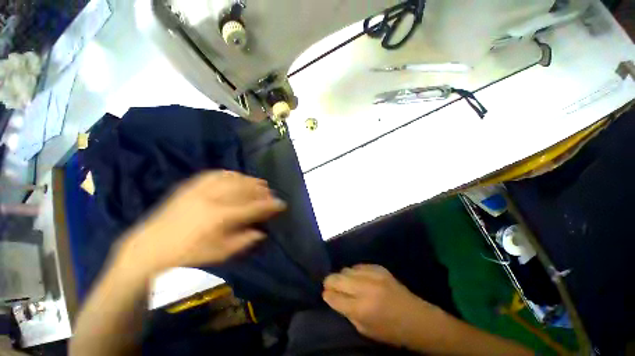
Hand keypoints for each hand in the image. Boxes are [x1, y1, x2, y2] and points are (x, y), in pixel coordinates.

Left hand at [118, 170, 285, 274]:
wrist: (148, 250)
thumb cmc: (185, 258)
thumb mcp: (218, 255)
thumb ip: (243, 241)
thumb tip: (261, 231)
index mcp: (221, 217)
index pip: (254, 207)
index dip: (271, 205)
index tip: (282, 204)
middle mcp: (213, 199)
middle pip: (246, 189)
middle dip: (262, 190)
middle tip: (271, 193)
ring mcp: (200, 190)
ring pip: (233, 179)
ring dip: (250, 180)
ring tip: (259, 183)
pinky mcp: (190, 186)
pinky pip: (215, 174)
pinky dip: (230, 174)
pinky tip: (237, 176)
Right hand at [323, 264, 445, 347]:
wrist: (416, 318)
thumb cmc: (390, 330)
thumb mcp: (365, 330)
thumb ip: (347, 312)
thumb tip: (332, 297)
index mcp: (362, 309)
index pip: (334, 297)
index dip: (327, 295)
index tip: (325, 294)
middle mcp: (365, 288)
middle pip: (337, 278)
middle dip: (329, 281)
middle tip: (328, 285)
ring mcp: (373, 275)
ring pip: (346, 269)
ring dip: (342, 276)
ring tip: (344, 282)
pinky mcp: (379, 268)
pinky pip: (359, 266)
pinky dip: (354, 272)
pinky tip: (357, 278)